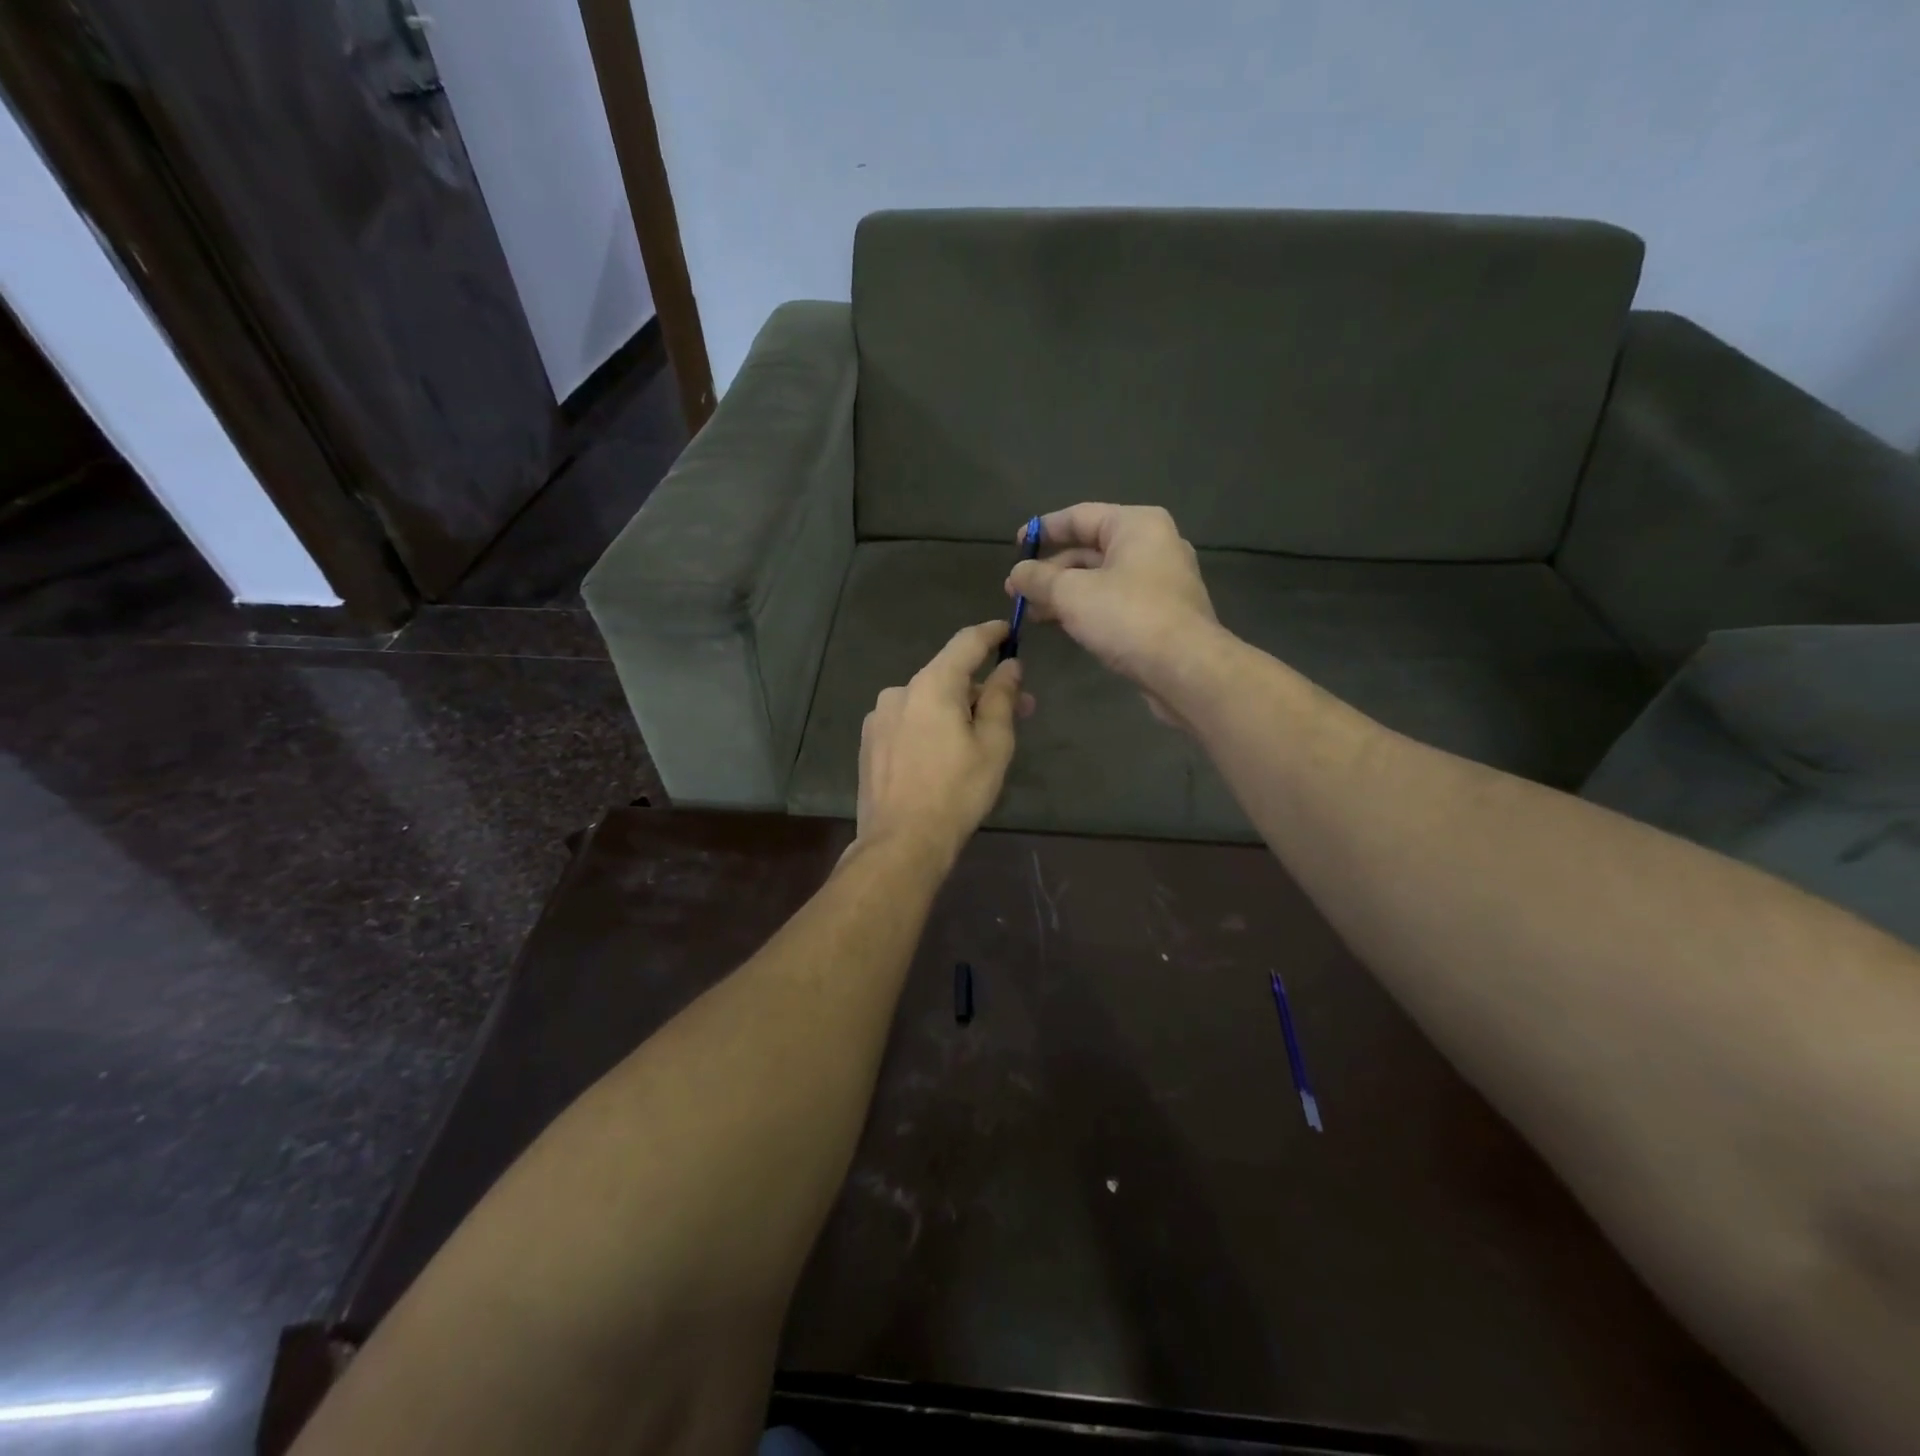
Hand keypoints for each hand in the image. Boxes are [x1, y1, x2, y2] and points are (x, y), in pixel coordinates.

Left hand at [854, 620, 1030, 866]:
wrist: (901, 841)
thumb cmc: (957, 791)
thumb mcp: (993, 744)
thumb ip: (1002, 697)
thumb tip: (1010, 666)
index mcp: (932, 685)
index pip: (966, 643)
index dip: (991, 633)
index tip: (1008, 630)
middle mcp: (900, 692)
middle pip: (948, 677)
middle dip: (983, 688)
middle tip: (1017, 709)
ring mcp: (879, 717)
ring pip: (928, 701)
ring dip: (956, 709)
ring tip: (980, 738)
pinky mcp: (870, 742)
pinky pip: (909, 721)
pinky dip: (931, 726)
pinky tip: (943, 755)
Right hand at [1005, 503, 1218, 724]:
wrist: (1186, 669)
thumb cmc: (1128, 617)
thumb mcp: (1071, 594)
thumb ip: (1038, 578)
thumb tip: (1016, 573)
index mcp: (1136, 525)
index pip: (1079, 516)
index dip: (1042, 530)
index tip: (1015, 547)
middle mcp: (1153, 545)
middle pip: (1090, 550)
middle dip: (1050, 571)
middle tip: (1016, 592)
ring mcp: (1161, 581)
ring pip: (1101, 579)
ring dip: (1064, 594)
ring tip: (1031, 613)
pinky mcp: (1163, 614)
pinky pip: (1116, 602)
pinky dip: (1087, 609)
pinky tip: (1063, 626)